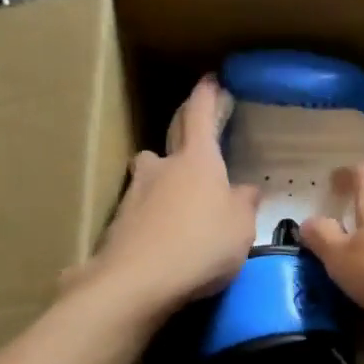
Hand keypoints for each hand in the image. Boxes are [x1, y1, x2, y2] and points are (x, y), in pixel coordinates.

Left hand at [69, 76, 258, 319]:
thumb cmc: (201, 245)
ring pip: (151, 176)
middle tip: (199, 146)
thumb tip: (246, 189)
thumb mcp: (241, 228)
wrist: (136, 283)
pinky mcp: (117, 224)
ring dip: (164, 181)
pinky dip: (153, 217)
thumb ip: (244, 204)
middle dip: (185, 137)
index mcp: (197, 160)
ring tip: (181, 203)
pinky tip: (165, 240)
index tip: (211, 80)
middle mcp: (161, 167)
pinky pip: (141, 210)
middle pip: (171, 140)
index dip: (207, 96)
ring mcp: (134, 194)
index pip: (200, 115)